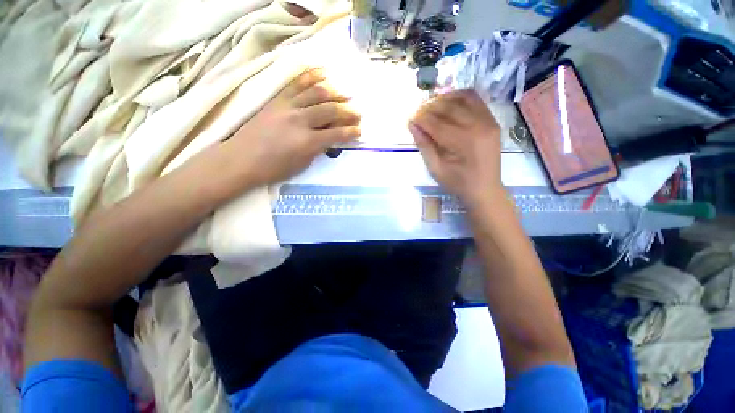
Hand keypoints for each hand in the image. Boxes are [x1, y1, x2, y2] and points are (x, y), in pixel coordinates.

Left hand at [222, 68, 360, 187]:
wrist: (241, 159)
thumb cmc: (274, 168)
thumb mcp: (302, 165)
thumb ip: (317, 150)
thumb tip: (328, 139)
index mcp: (308, 142)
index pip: (337, 133)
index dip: (351, 132)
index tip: (359, 131)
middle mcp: (301, 120)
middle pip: (331, 110)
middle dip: (348, 111)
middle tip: (358, 113)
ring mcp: (288, 107)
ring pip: (316, 92)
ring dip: (335, 92)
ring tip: (346, 94)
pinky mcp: (277, 99)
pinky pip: (296, 83)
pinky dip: (311, 76)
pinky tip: (323, 72)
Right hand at [409, 90, 502, 205]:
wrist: (485, 188)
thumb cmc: (457, 183)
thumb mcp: (435, 168)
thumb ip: (424, 145)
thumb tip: (412, 124)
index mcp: (463, 142)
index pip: (436, 123)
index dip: (420, 118)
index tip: (409, 118)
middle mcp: (478, 125)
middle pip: (448, 107)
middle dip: (429, 107)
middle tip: (417, 112)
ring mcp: (488, 121)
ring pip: (462, 98)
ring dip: (443, 99)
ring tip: (430, 106)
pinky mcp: (492, 120)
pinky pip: (475, 99)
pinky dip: (459, 97)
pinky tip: (448, 102)